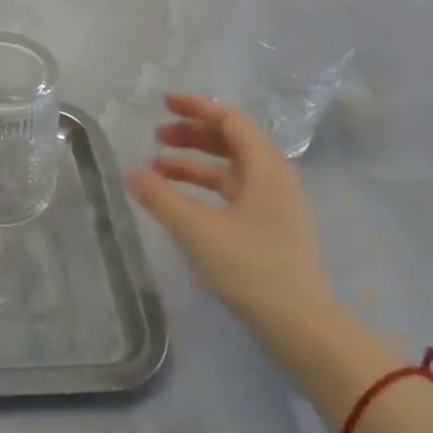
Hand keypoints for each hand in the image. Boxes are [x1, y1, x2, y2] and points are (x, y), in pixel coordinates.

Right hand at [127, 93, 337, 356]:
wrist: (302, 329)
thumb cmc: (251, 268)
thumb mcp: (196, 229)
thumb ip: (160, 197)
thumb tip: (131, 171)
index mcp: (266, 167)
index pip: (230, 120)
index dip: (196, 107)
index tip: (163, 103)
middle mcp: (275, 178)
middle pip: (231, 141)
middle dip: (192, 134)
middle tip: (157, 134)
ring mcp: (276, 205)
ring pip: (231, 169)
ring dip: (194, 163)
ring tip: (157, 168)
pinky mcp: (272, 229)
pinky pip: (235, 192)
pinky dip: (206, 187)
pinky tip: (181, 202)